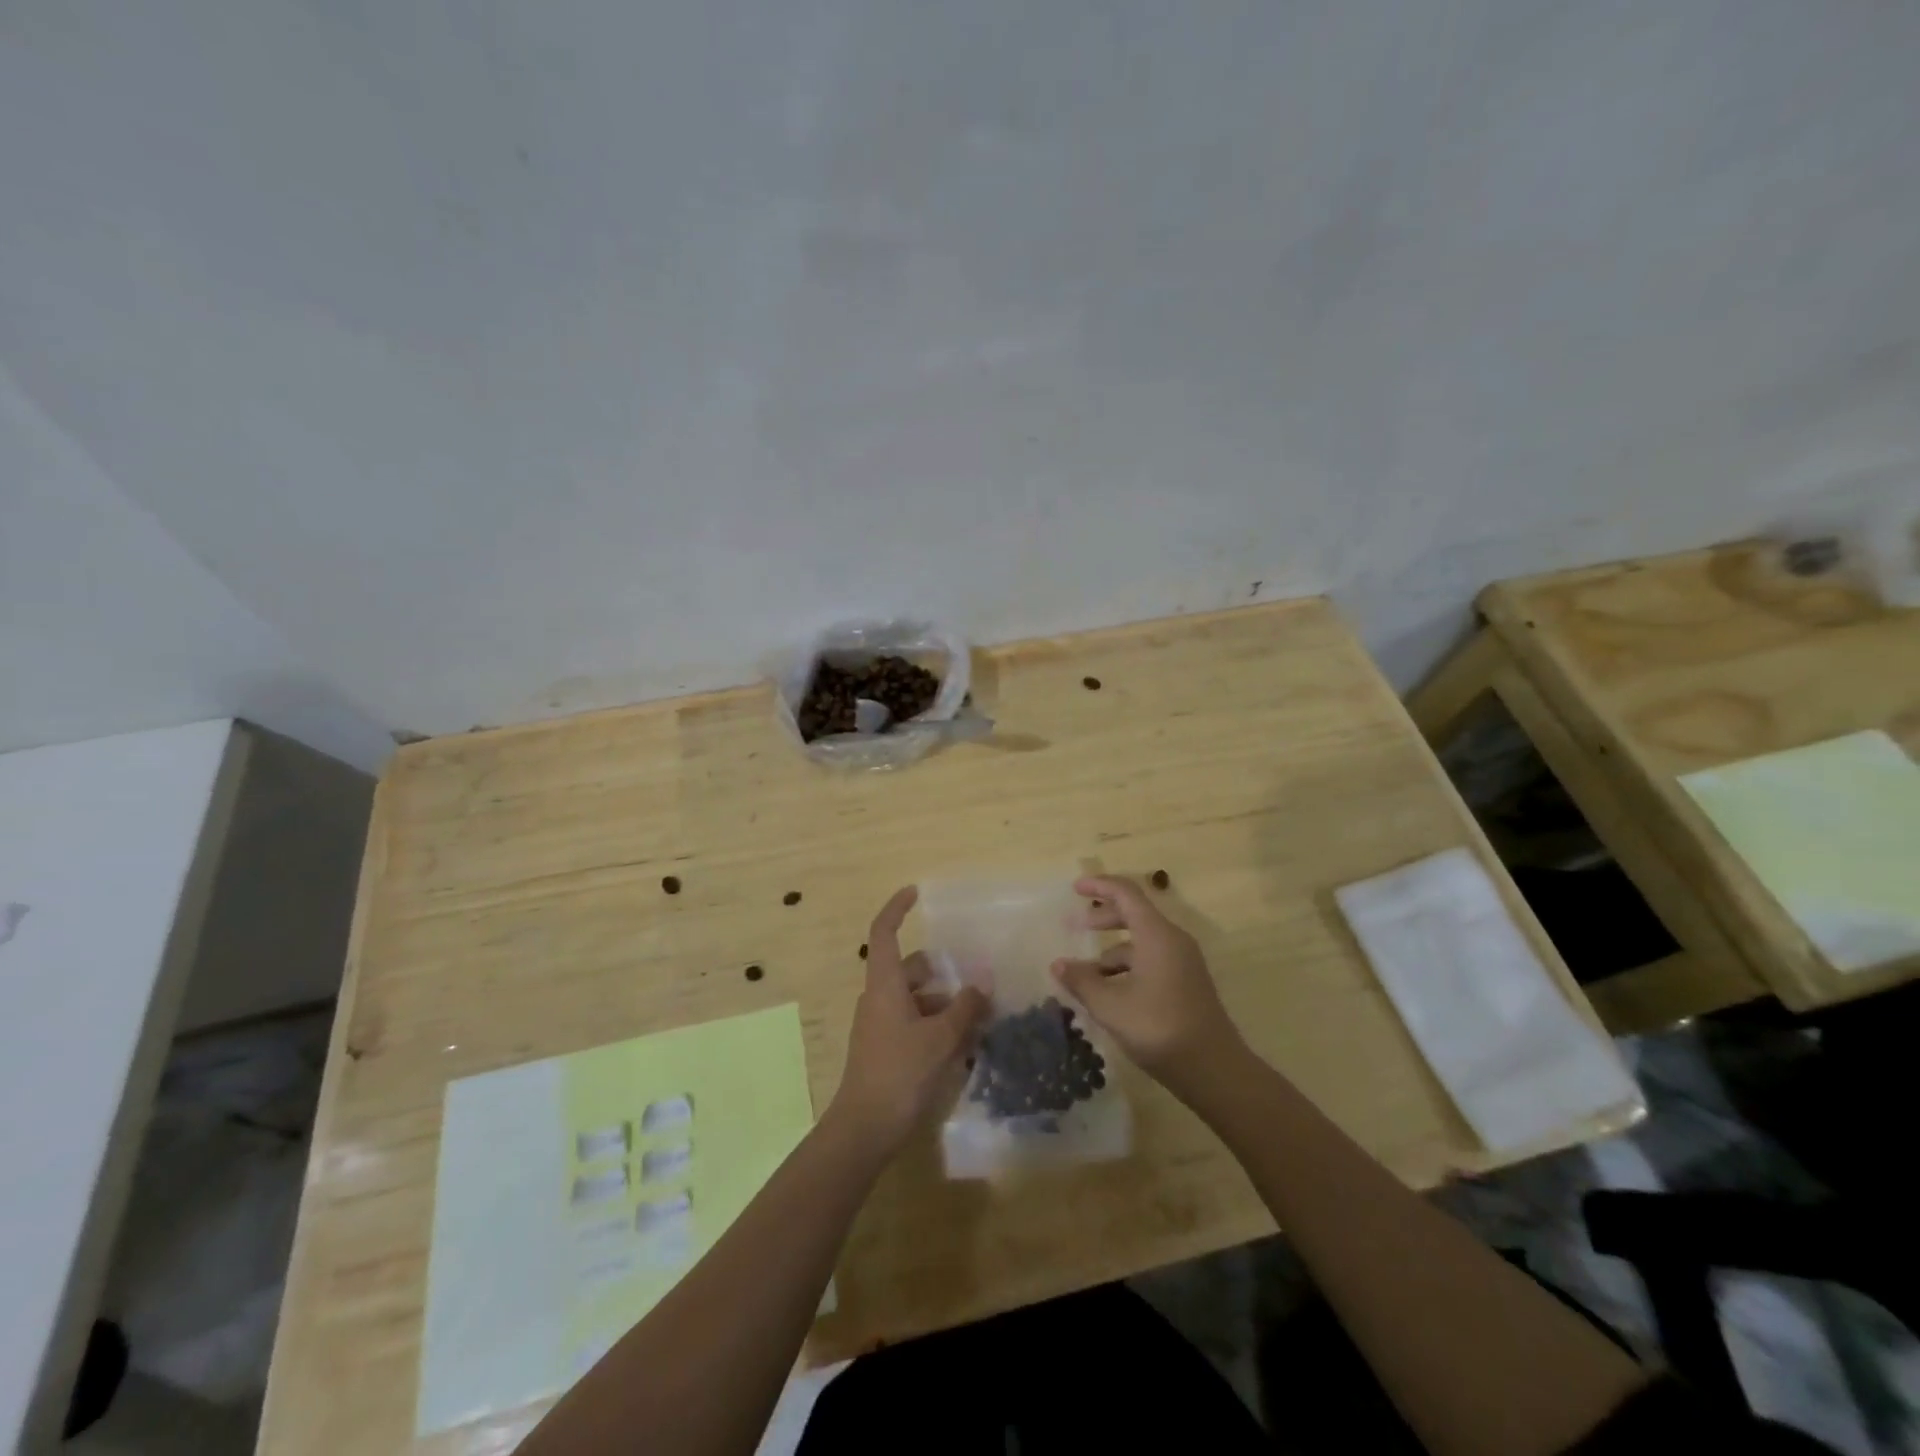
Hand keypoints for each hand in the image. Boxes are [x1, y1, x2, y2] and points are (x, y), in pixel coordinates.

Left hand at [828, 886, 987, 1158]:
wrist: (864, 1128)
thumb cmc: (901, 1072)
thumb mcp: (941, 1038)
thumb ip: (965, 1008)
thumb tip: (981, 986)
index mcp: (884, 984)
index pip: (884, 932)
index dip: (897, 908)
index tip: (915, 892)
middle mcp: (878, 997)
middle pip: (908, 968)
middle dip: (941, 970)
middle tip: (975, 977)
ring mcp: (878, 1024)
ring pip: (914, 997)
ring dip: (942, 1001)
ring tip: (978, 1015)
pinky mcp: (884, 1047)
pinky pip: (912, 1021)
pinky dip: (934, 1023)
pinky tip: (962, 1043)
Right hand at [1050, 876, 1244, 1097]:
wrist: (1214, 1070)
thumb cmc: (1159, 1028)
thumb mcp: (1111, 1006)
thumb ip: (1082, 981)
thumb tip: (1059, 965)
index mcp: (1156, 934)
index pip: (1126, 893)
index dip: (1099, 885)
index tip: (1075, 888)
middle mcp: (1172, 940)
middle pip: (1134, 914)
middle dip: (1102, 918)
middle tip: (1073, 926)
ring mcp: (1182, 962)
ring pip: (1141, 942)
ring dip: (1111, 951)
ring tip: (1084, 975)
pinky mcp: (1186, 983)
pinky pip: (1151, 960)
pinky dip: (1127, 967)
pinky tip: (1109, 993)